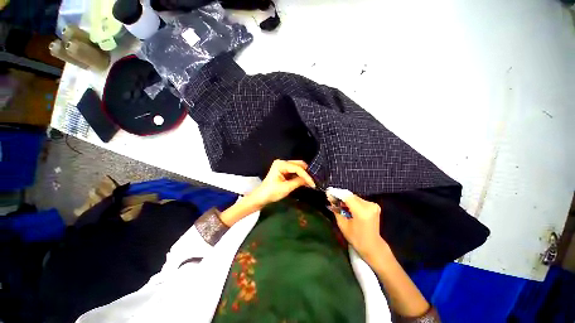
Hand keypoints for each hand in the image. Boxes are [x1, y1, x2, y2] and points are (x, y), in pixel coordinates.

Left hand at [250, 159, 315, 206]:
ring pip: (297, 167)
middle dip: (306, 173)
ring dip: (304, 174)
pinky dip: (299, 176)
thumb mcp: (286, 188)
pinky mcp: (283, 170)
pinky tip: (304, 181)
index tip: (313, 183)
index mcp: (281, 165)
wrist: (261, 197)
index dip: (306, 175)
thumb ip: (298, 182)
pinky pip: (294, 171)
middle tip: (313, 181)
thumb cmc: (272, 192)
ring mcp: (282, 165)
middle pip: (298, 164)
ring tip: (310, 182)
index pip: (297, 168)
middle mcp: (282, 162)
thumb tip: (309, 180)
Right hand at [331, 194, 388, 261]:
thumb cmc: (356, 238)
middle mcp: (369, 206)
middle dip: (340, 196)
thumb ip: (336, 210)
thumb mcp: (343, 225)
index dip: (337, 193)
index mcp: (361, 212)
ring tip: (338, 203)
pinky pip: (359, 200)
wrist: (373, 246)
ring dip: (346, 199)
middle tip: (332, 199)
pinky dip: (352, 201)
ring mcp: (373, 205)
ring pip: (354, 197)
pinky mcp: (374, 205)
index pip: (347, 197)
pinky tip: (347, 206)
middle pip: (351, 196)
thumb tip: (331, 199)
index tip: (328, 193)